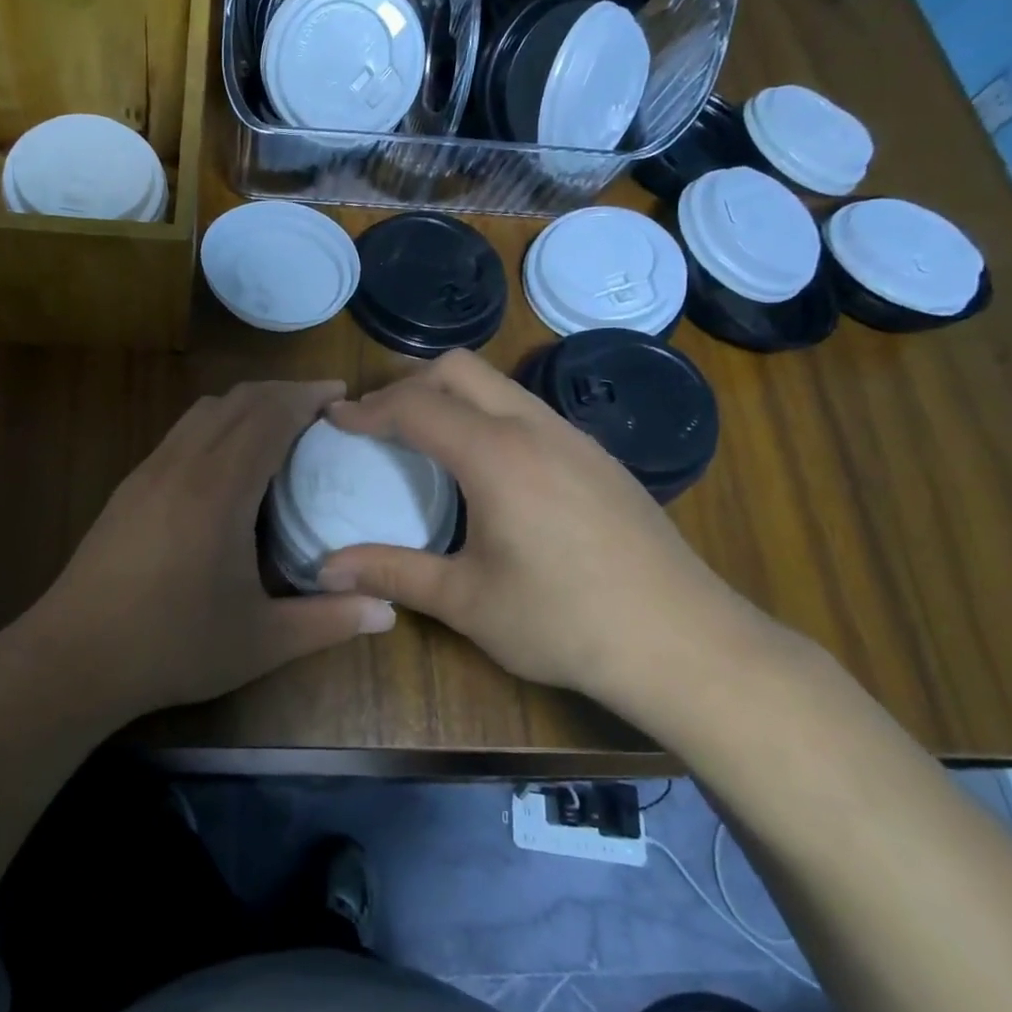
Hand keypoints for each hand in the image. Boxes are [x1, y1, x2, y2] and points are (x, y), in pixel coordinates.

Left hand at [20, 380, 395, 718]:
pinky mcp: (129, 487)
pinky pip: (181, 432)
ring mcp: (148, 471)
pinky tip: (228, 463)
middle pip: (237, 400)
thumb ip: (329, 622)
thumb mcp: (261, 641)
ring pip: (203, 411)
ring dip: (246, 405)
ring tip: (280, 428)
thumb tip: (389, 611)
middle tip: (322, 409)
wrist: (74, 656)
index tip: (341, 395)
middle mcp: (182, 464)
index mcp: (219, 489)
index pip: (269, 416)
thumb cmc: (172, 646)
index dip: (307, 396)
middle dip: (283, 392)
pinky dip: (216, 425)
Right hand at [319, 351, 760, 711]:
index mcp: (496, 455)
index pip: (415, 405)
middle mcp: (534, 427)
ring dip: (451, 396)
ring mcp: (573, 437)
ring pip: (498, 384)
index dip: (367, 408)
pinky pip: (527, 409)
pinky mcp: (598, 457)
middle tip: (377, 422)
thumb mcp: (466, 601)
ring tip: (423, 439)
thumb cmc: (565, 622)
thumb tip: (325, 568)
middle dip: (407, 383)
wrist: (686, 643)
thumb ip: (392, 573)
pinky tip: (486, 468)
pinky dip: (486, 414)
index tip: (334, 421)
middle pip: (458, 368)